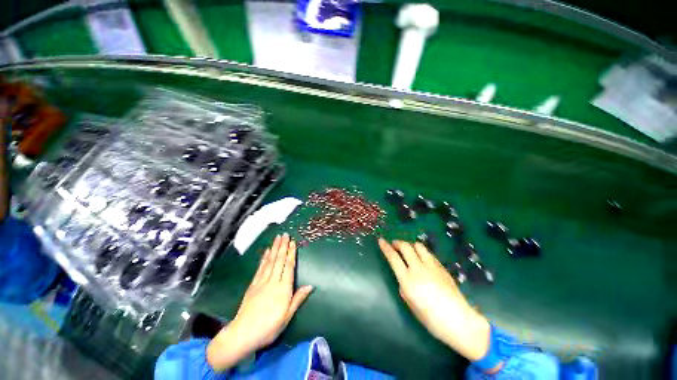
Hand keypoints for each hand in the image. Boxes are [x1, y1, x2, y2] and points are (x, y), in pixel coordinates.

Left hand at [207, 234, 313, 371]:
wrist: (243, 334)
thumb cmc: (269, 328)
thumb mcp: (287, 317)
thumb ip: (298, 299)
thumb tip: (310, 286)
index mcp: (283, 289)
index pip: (288, 267)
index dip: (291, 253)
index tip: (293, 242)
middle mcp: (273, 282)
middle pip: (279, 260)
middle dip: (283, 246)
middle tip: (285, 234)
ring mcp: (261, 282)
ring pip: (270, 261)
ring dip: (274, 248)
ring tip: (277, 238)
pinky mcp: (253, 285)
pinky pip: (260, 268)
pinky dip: (264, 258)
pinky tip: (266, 251)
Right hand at [378, 239, 490, 361]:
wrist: (458, 320)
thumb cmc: (430, 318)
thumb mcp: (410, 303)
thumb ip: (404, 285)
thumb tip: (403, 276)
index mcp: (407, 280)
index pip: (393, 257)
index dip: (385, 247)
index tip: (381, 241)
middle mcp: (418, 268)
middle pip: (405, 246)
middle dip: (398, 242)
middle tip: (394, 245)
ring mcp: (431, 266)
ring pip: (418, 246)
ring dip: (410, 245)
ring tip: (408, 250)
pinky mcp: (441, 267)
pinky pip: (428, 253)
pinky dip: (421, 252)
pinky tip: (422, 259)